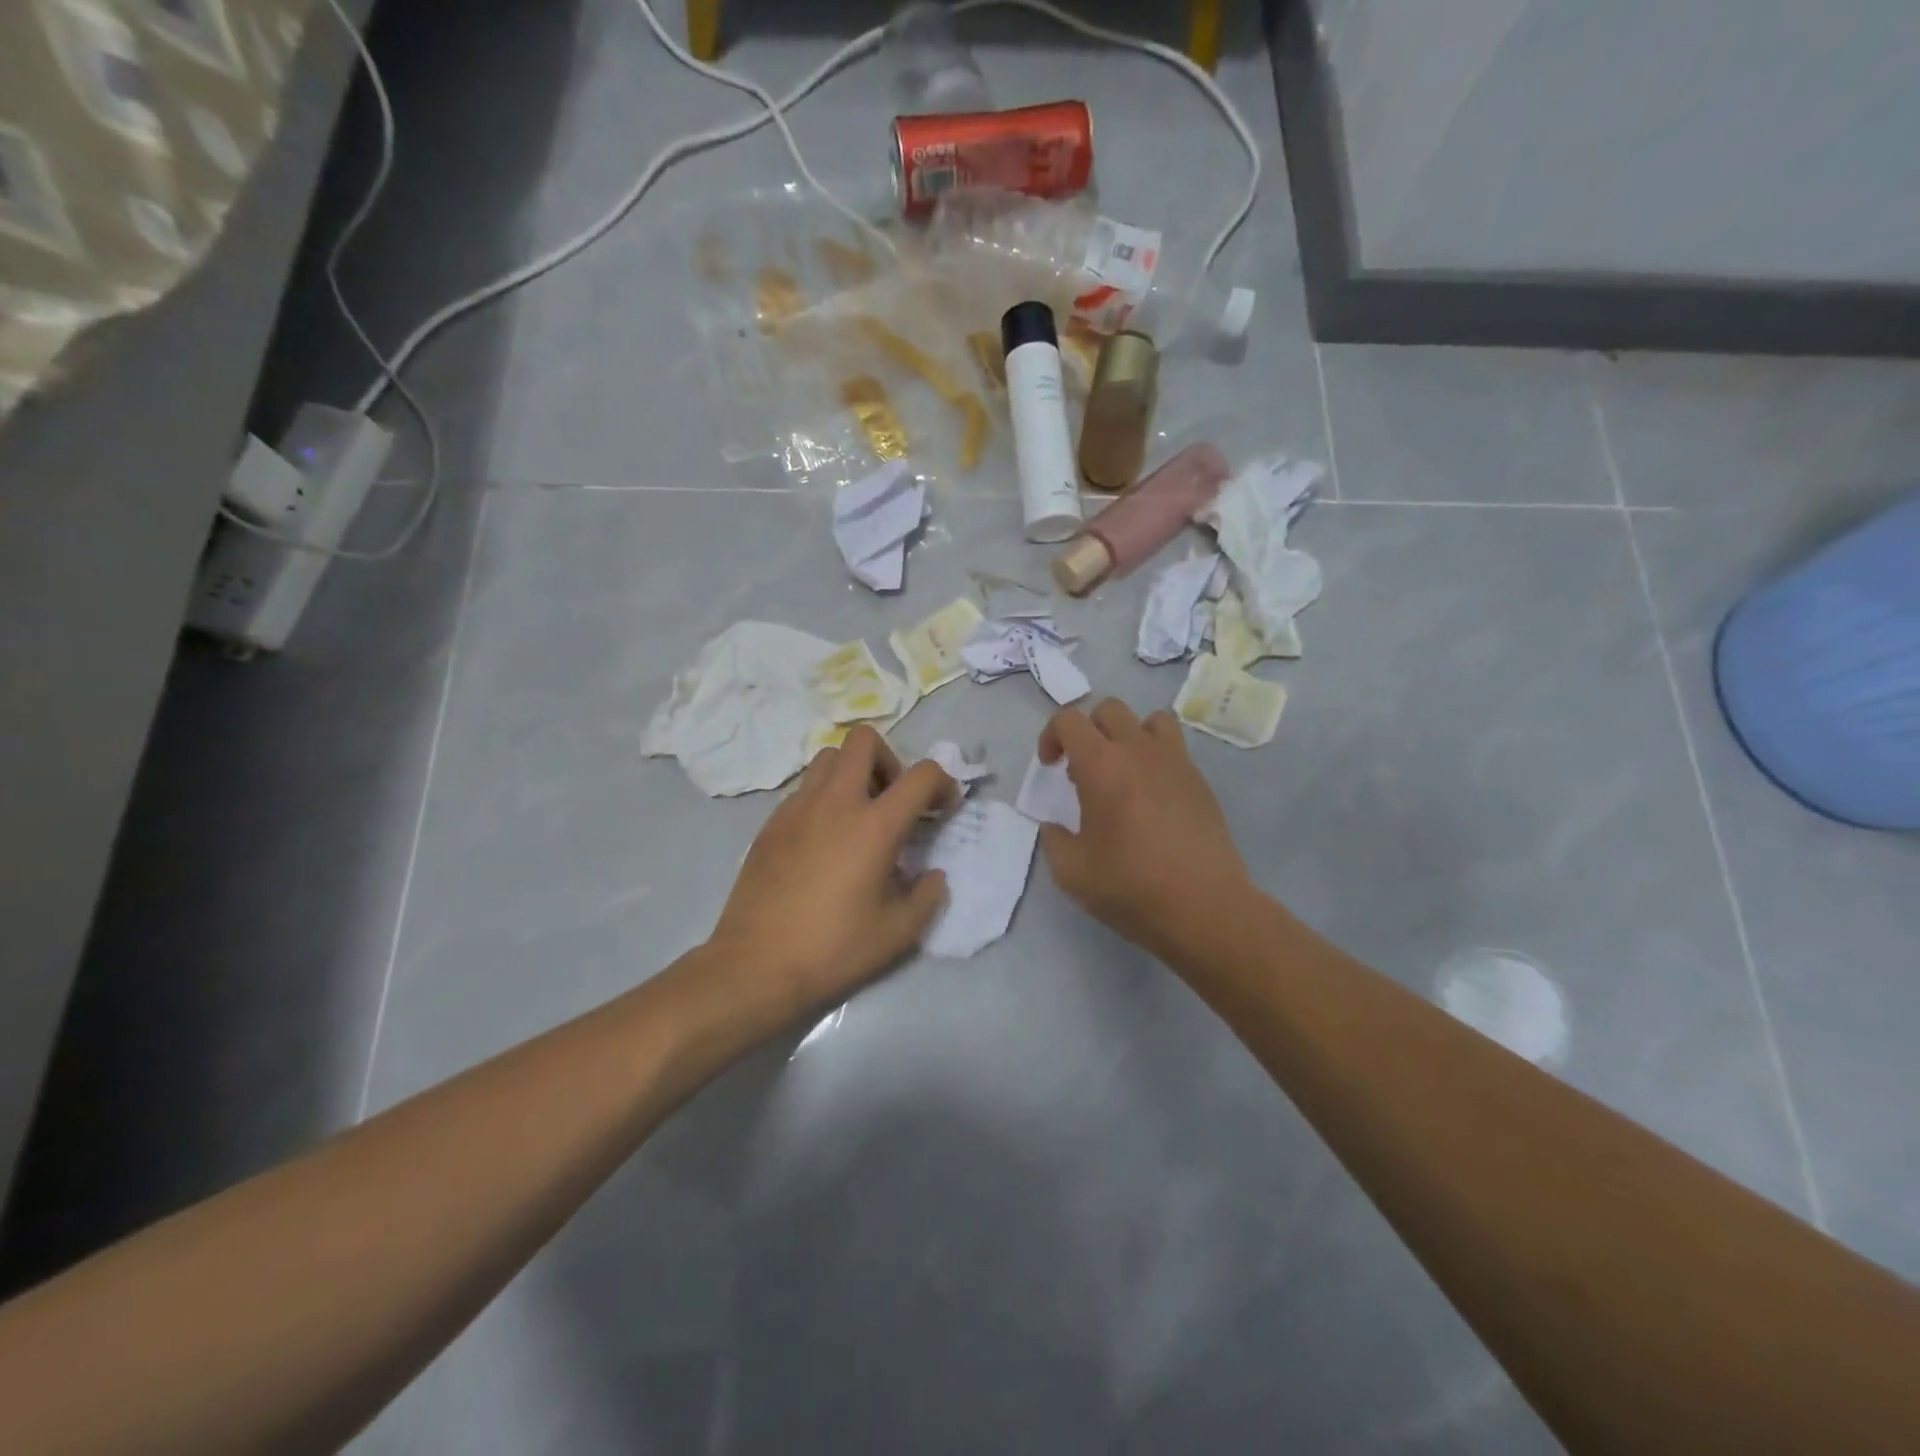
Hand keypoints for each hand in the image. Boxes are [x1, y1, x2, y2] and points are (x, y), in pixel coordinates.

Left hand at [708, 725, 957, 1023]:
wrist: (756, 966)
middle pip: (864, 740)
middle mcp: (836, 802)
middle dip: (890, 760)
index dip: (943, 784)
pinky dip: (824, 798)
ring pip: (828, 758)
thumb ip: (928, 895)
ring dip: (853, 774)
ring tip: (859, 816)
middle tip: (893, 802)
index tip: (943, 809)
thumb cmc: (834, 949)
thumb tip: (932, 875)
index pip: (922, 775)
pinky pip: (804, 789)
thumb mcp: (899, 932)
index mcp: (875, 825)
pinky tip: (825, 841)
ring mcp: (797, 808)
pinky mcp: (771, 823)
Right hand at [1037, 699, 1253, 962]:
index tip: (1051, 767)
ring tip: (1123, 771)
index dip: (1051, 735)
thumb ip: (1054, 840)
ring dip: (1128, 735)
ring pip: (1149, 720)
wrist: (1203, 907)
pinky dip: (1156, 758)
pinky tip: (1152, 798)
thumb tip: (1054, 827)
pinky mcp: (1200, 781)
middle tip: (1082, 770)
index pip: (1069, 720)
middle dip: (1088, 730)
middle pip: (1109, 709)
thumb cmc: (1130, 886)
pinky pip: (1174, 749)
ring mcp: (1175, 762)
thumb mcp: (1071, 872)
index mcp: (1100, 765)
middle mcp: (1138, 750)